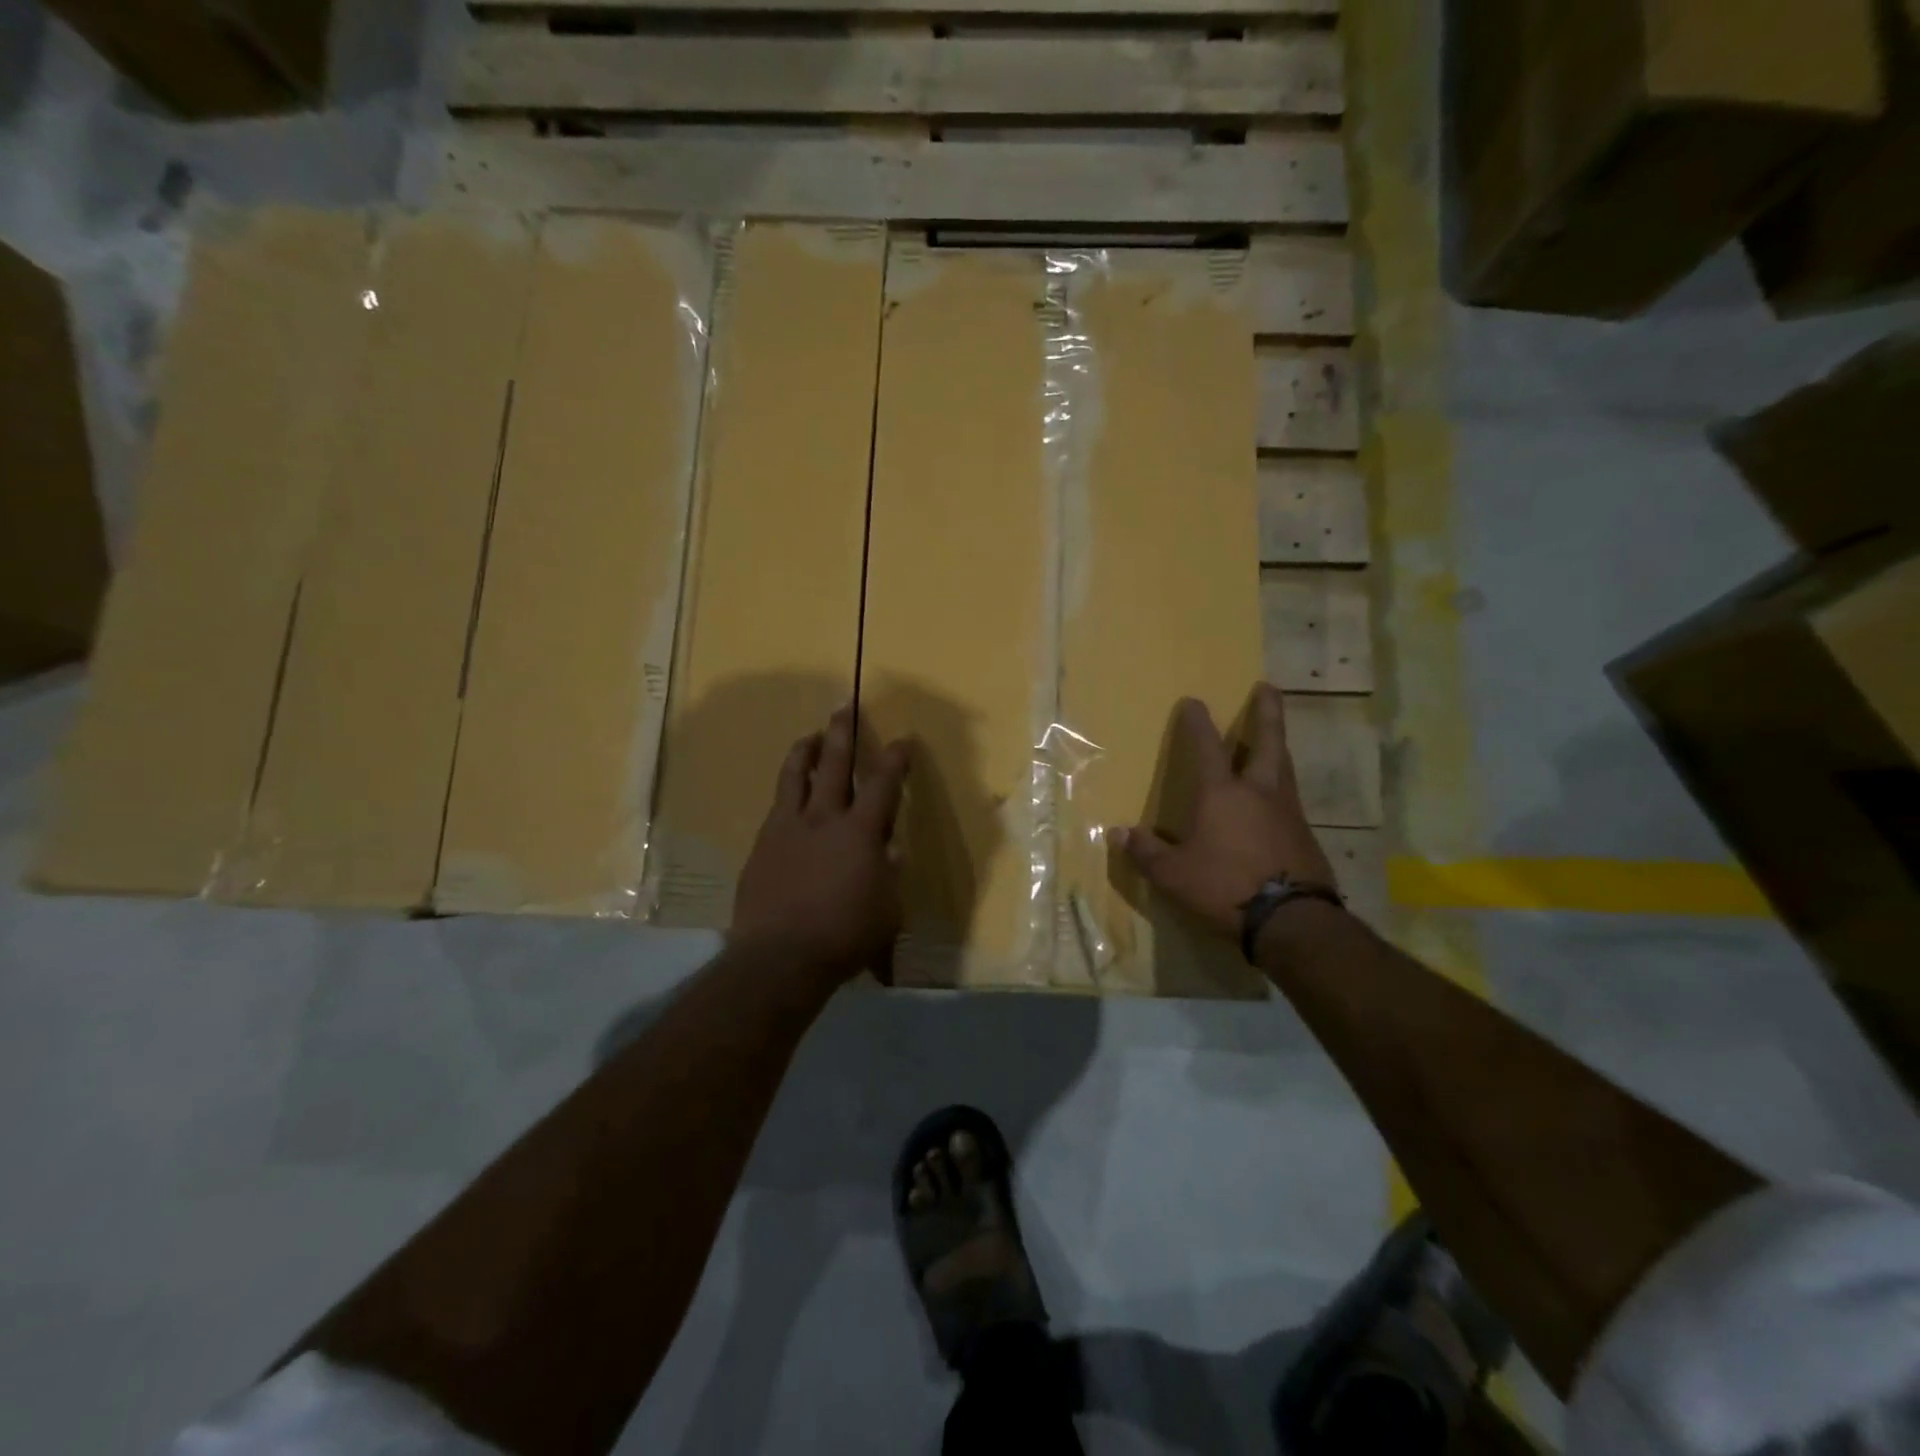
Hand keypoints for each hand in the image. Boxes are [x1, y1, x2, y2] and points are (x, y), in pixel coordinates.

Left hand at [732, 705, 910, 985]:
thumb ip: (889, 874)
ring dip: (805, 751)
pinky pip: (776, 806)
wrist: (780, 957)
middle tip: (843, 707)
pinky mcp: (761, 845)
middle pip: (834, 763)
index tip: (903, 740)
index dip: (895, 758)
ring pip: (795, 776)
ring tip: (810, 736)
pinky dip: (786, 791)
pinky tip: (788, 794)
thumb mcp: (887, 909)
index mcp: (860, 831)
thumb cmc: (845, 936)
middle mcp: (823, 818)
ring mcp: (787, 828)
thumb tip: (890, 850)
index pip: (883, 783)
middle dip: (842, 732)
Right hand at [1114, 684, 1335, 938]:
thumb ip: (1146, 852)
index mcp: (1222, 794)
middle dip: (1265, 713)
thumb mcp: (1174, 875)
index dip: (1198, 723)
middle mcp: (1259, 793)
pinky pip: (1290, 798)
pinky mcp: (1304, 835)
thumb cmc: (1225, 887)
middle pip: (1267, 742)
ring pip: (1284, 767)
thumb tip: (1118, 833)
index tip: (1193, 701)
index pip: (1207, 748)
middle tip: (1267, 687)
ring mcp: (1287, 812)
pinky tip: (1276, 798)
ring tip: (1273, 736)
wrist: (1292, 920)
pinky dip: (1282, 785)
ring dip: (1277, 745)